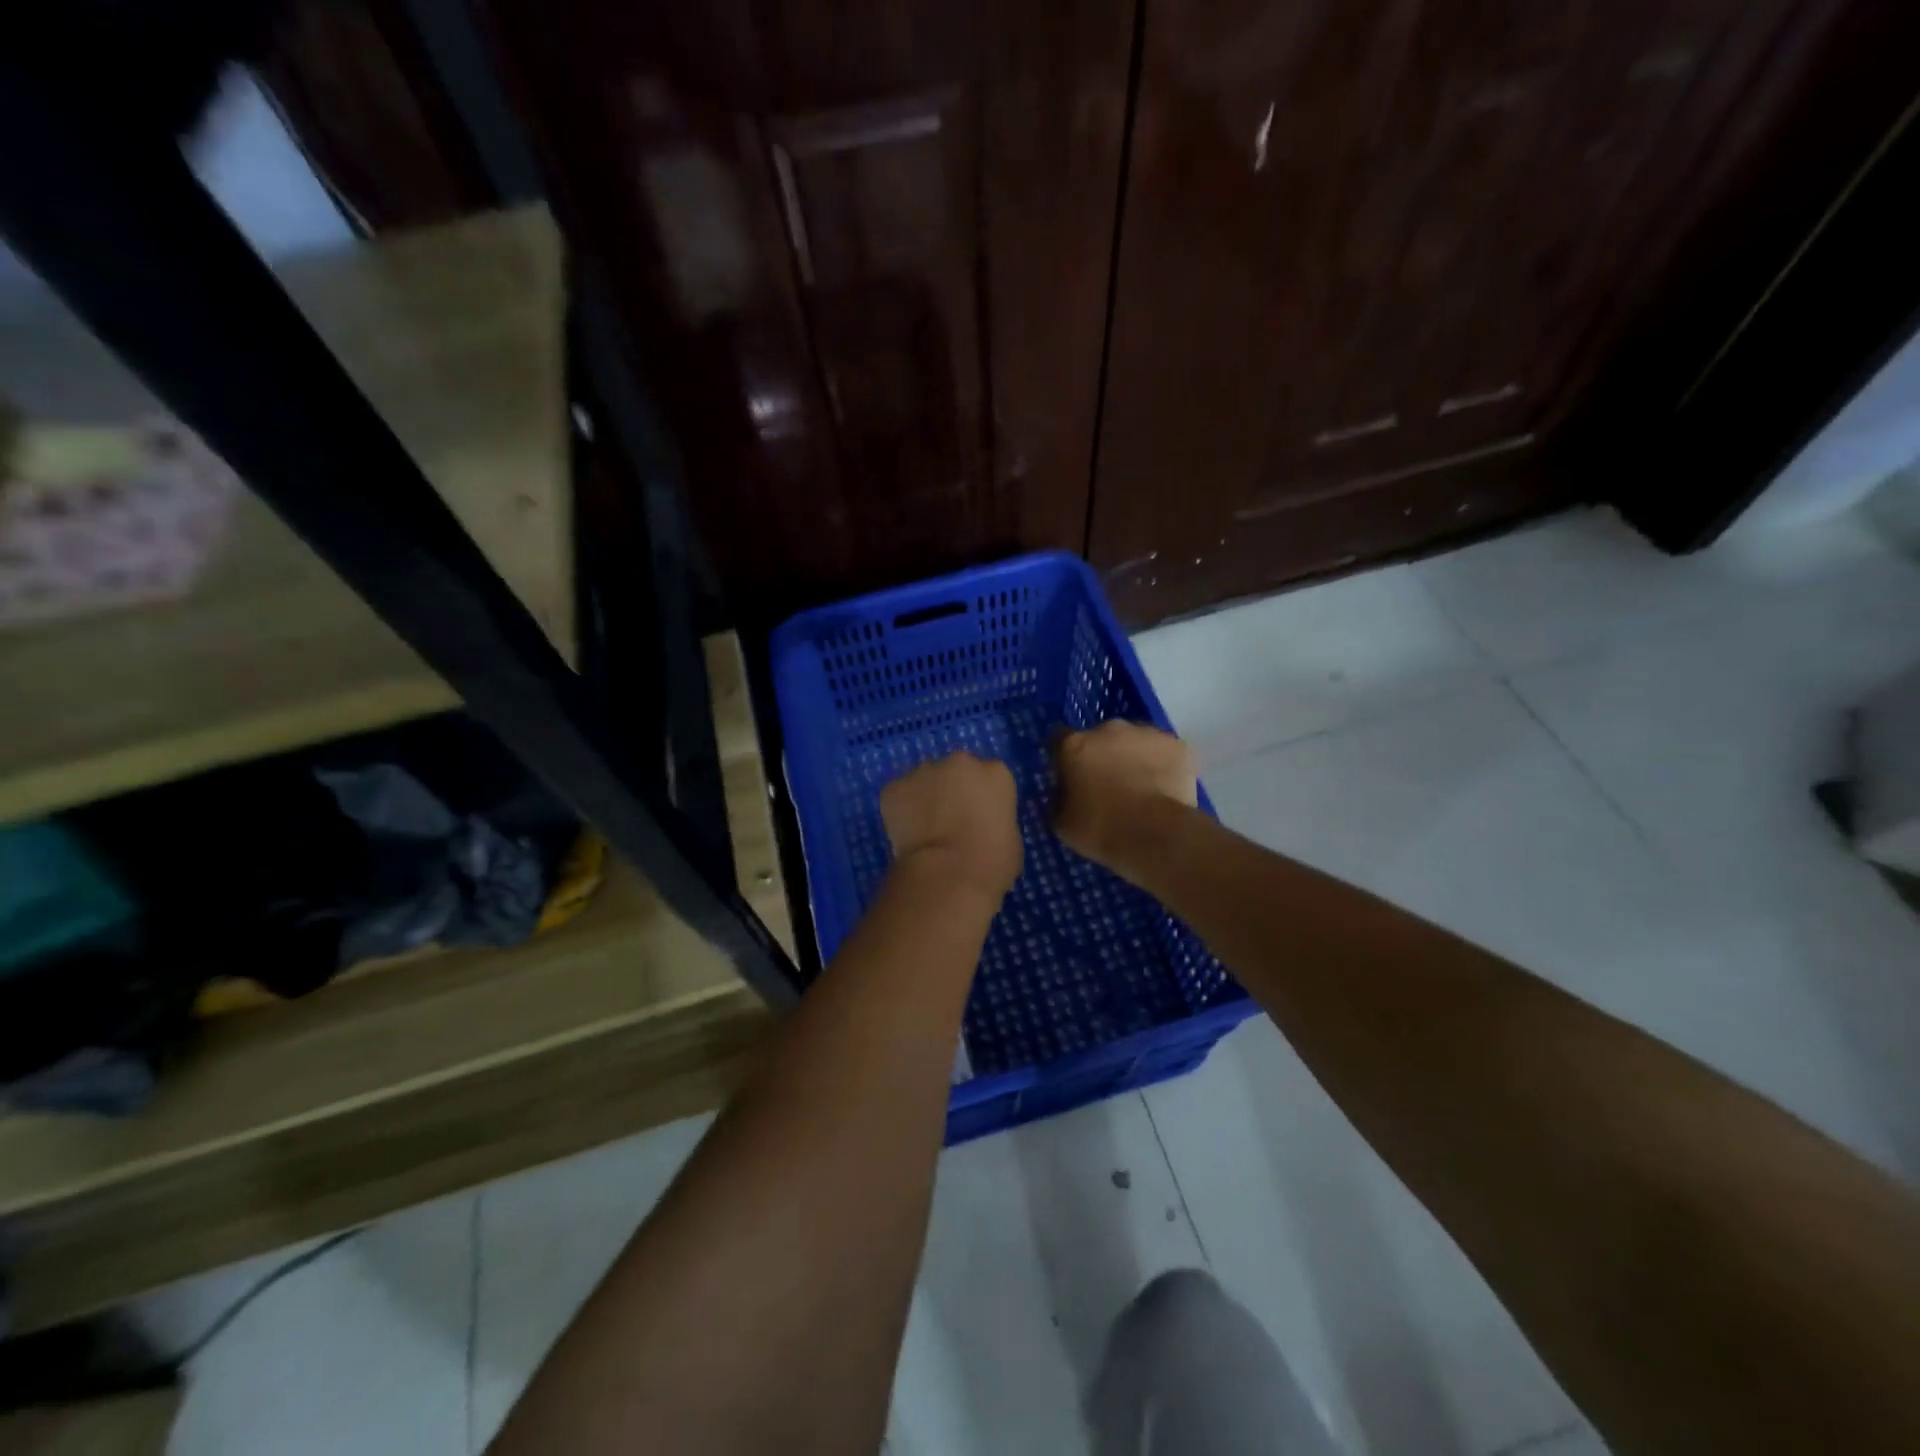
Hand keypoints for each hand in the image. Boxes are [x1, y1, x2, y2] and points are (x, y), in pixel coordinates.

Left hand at [881, 752, 1021, 904]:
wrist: (947, 875)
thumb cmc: (991, 863)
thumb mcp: (1011, 839)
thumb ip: (994, 820)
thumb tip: (980, 825)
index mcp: (995, 773)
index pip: (990, 777)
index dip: (982, 798)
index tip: (978, 818)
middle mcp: (960, 762)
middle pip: (956, 770)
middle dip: (952, 790)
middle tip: (950, 821)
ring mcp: (923, 771)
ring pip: (925, 780)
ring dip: (925, 798)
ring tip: (925, 831)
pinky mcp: (894, 787)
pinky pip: (899, 795)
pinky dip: (900, 810)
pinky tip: (906, 835)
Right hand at [1052, 721, 1197, 877]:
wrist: (1155, 835)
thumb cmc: (1100, 829)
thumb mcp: (1062, 822)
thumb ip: (1060, 797)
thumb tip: (1065, 791)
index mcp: (1075, 745)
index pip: (1059, 739)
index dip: (1064, 757)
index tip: (1070, 776)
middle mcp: (1109, 729)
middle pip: (1101, 737)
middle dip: (1103, 756)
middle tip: (1109, 785)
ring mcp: (1147, 734)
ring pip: (1136, 742)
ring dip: (1134, 758)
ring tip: (1141, 788)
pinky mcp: (1178, 746)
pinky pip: (1166, 752)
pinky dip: (1164, 766)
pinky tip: (1165, 789)